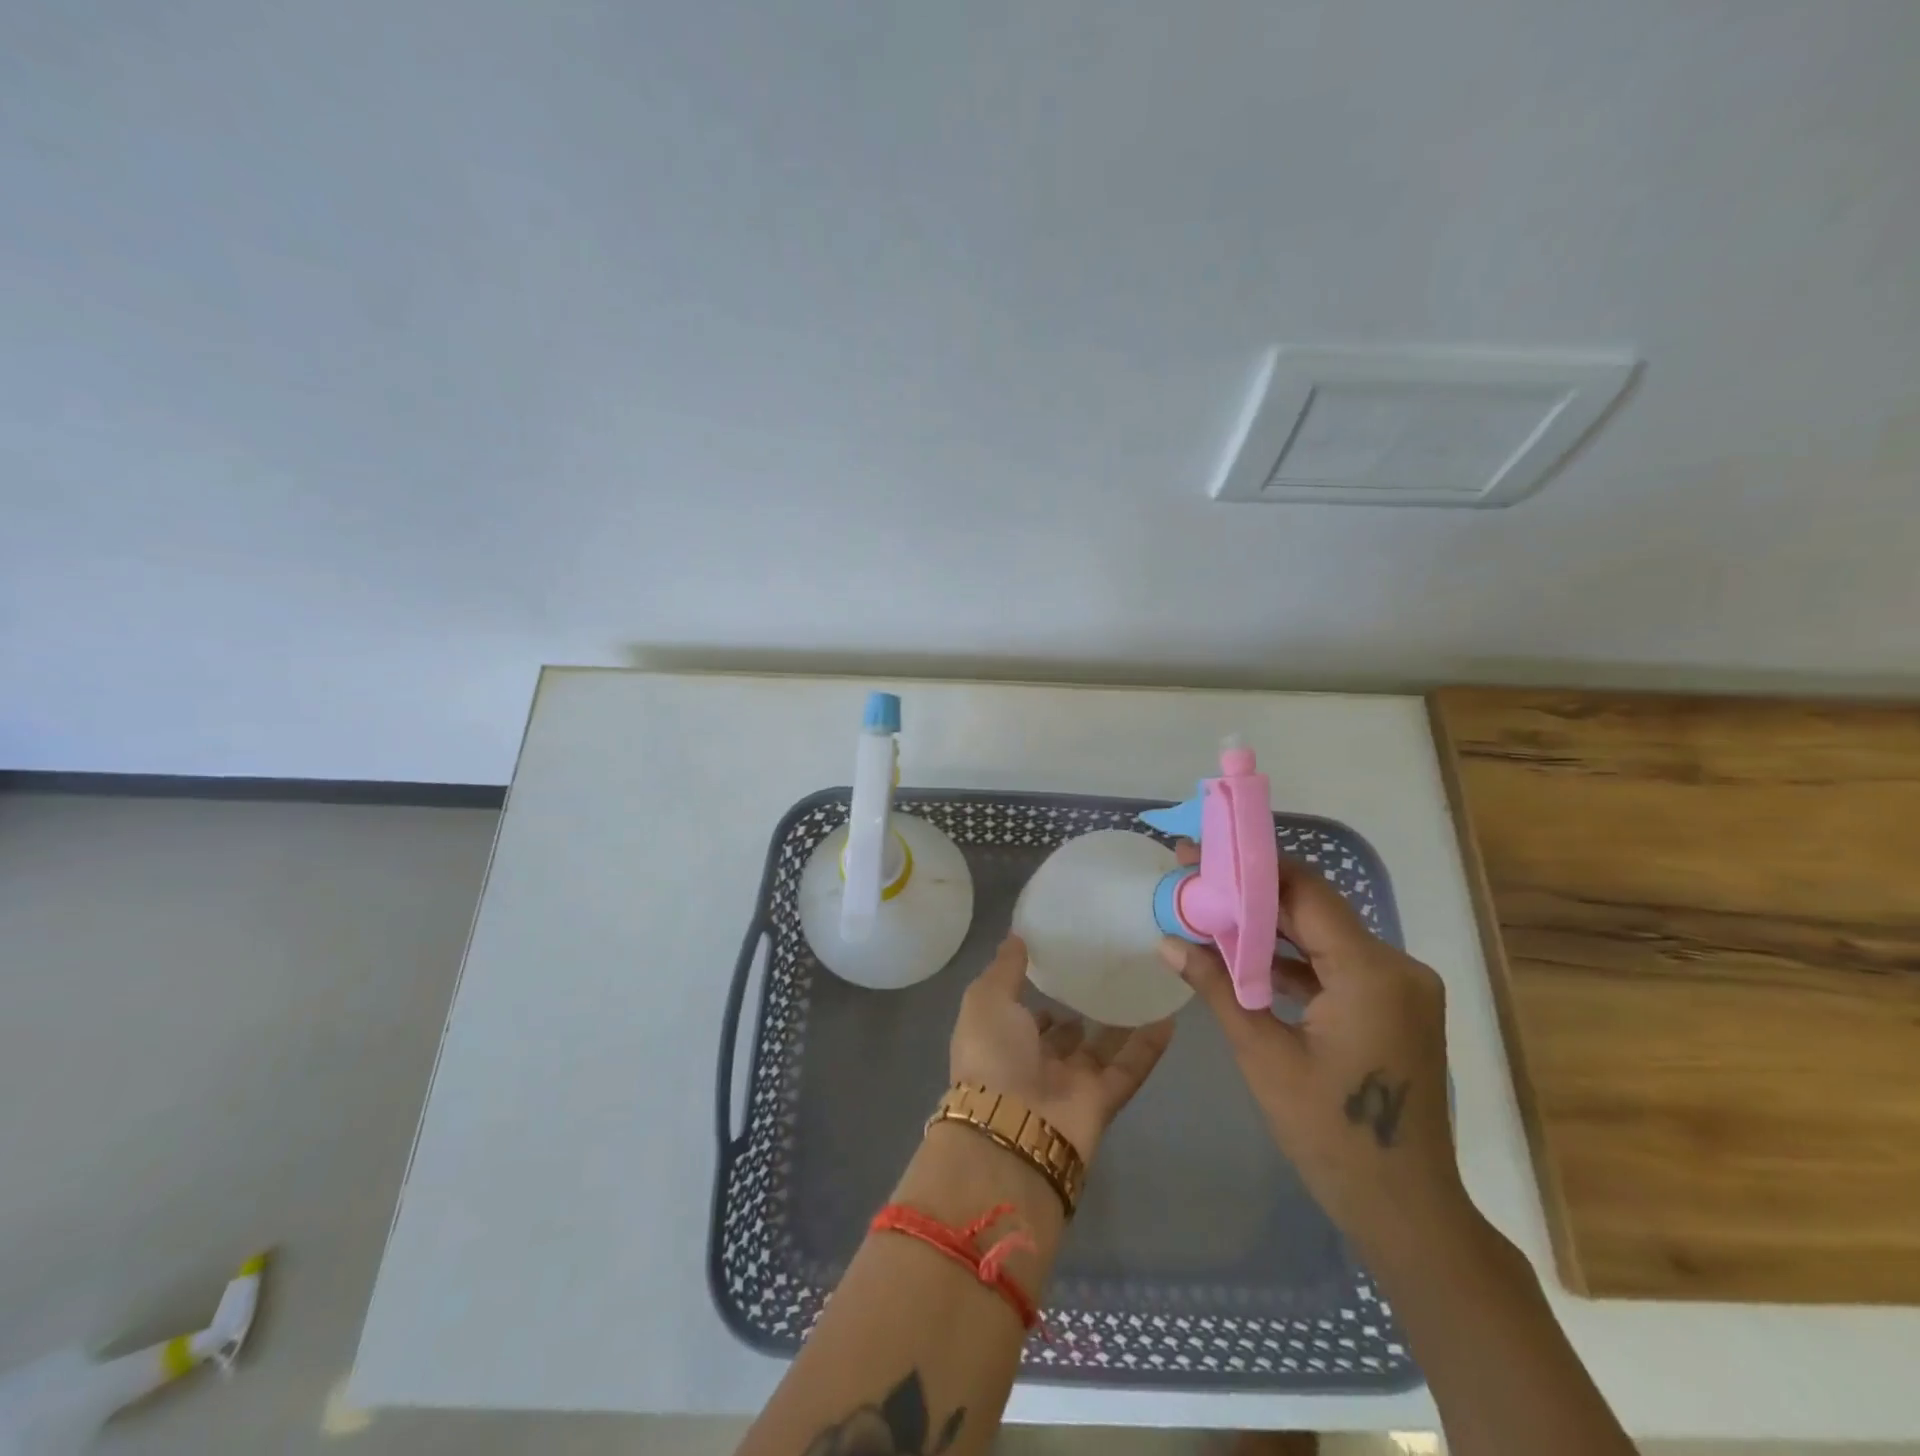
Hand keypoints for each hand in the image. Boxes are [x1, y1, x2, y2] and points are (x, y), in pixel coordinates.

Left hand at [949, 935, 1174, 1163]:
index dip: (1039, 997)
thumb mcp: (986, 999)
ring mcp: (1071, 1084)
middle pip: (1064, 1036)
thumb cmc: (992, 1055)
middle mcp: (1035, 1063)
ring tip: (1143, 985)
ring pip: (1101, 1050)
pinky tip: (1169, 1015)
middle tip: (1109, 973)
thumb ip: (1004, 969)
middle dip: (1081, 1011)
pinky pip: (1129, 1068)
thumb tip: (1017, 936)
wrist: (1012, 1129)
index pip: (1025, 1017)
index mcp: (1003, 1041)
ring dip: (1119, 1023)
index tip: (1063, 966)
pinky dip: (1148, 1045)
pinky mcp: (1102, 1101)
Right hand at [1157, 844, 1466, 1261]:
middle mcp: (1397, 966)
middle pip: (1313, 909)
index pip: (1303, 892)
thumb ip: (1217, 987)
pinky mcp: (1395, 1006)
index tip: (1197, 856)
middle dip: (1251, 895)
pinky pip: (1338, 965)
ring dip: (1269, 927)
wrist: (1408, 1212)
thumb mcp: (1263, 1055)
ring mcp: (1401, 987)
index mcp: (1371, 972)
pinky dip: (1294, 959)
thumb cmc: (1331, 1135)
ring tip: (1209, 914)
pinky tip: (1246, 957)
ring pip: (1324, 936)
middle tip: (1193, 881)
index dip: (1246, 869)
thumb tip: (1168, 941)